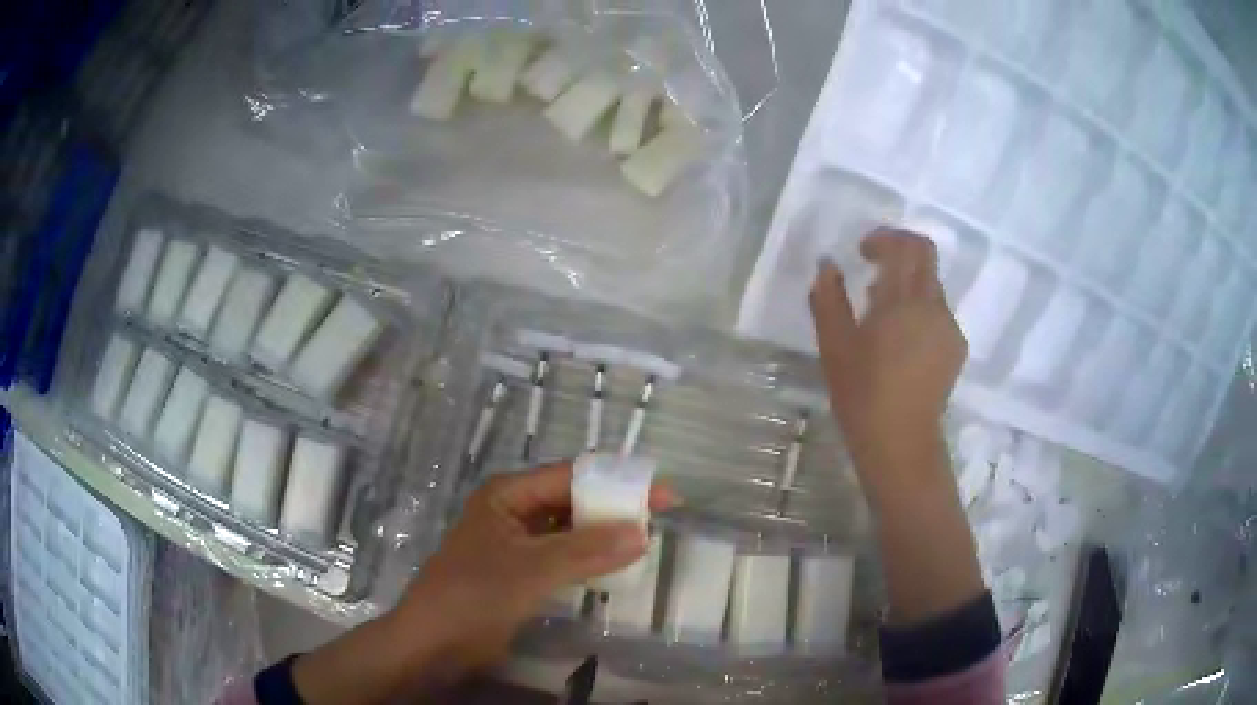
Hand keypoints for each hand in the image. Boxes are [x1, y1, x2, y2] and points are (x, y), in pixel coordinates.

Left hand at [392, 461, 674, 672]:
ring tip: (644, 543)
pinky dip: (588, 558)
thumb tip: (642, 532)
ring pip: (569, 529)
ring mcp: (516, 542)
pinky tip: (613, 567)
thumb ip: (586, 550)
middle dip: (612, 509)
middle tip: (658, 521)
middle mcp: (513, 510)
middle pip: (572, 500)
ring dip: (602, 535)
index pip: (572, 476)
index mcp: (508, 494)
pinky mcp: (520, 570)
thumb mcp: (532, 570)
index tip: (663, 497)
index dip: (618, 483)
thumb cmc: (475, 595)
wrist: (435, 642)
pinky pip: (562, 555)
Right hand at [810, 229, 983, 624]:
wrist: (900, 443)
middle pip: (926, 258)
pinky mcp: (956, 347)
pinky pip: (937, 313)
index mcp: (904, 301)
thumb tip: (827, 265)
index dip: (886, 238)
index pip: (908, 247)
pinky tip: (900, 343)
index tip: (863, 252)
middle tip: (872, 271)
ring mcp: (949, 328)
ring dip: (907, 286)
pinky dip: (918, 311)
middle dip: (899, 254)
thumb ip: (828, 298)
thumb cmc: (862, 394)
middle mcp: (934, 307)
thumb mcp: (834, 345)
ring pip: (931, 287)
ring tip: (881, 318)